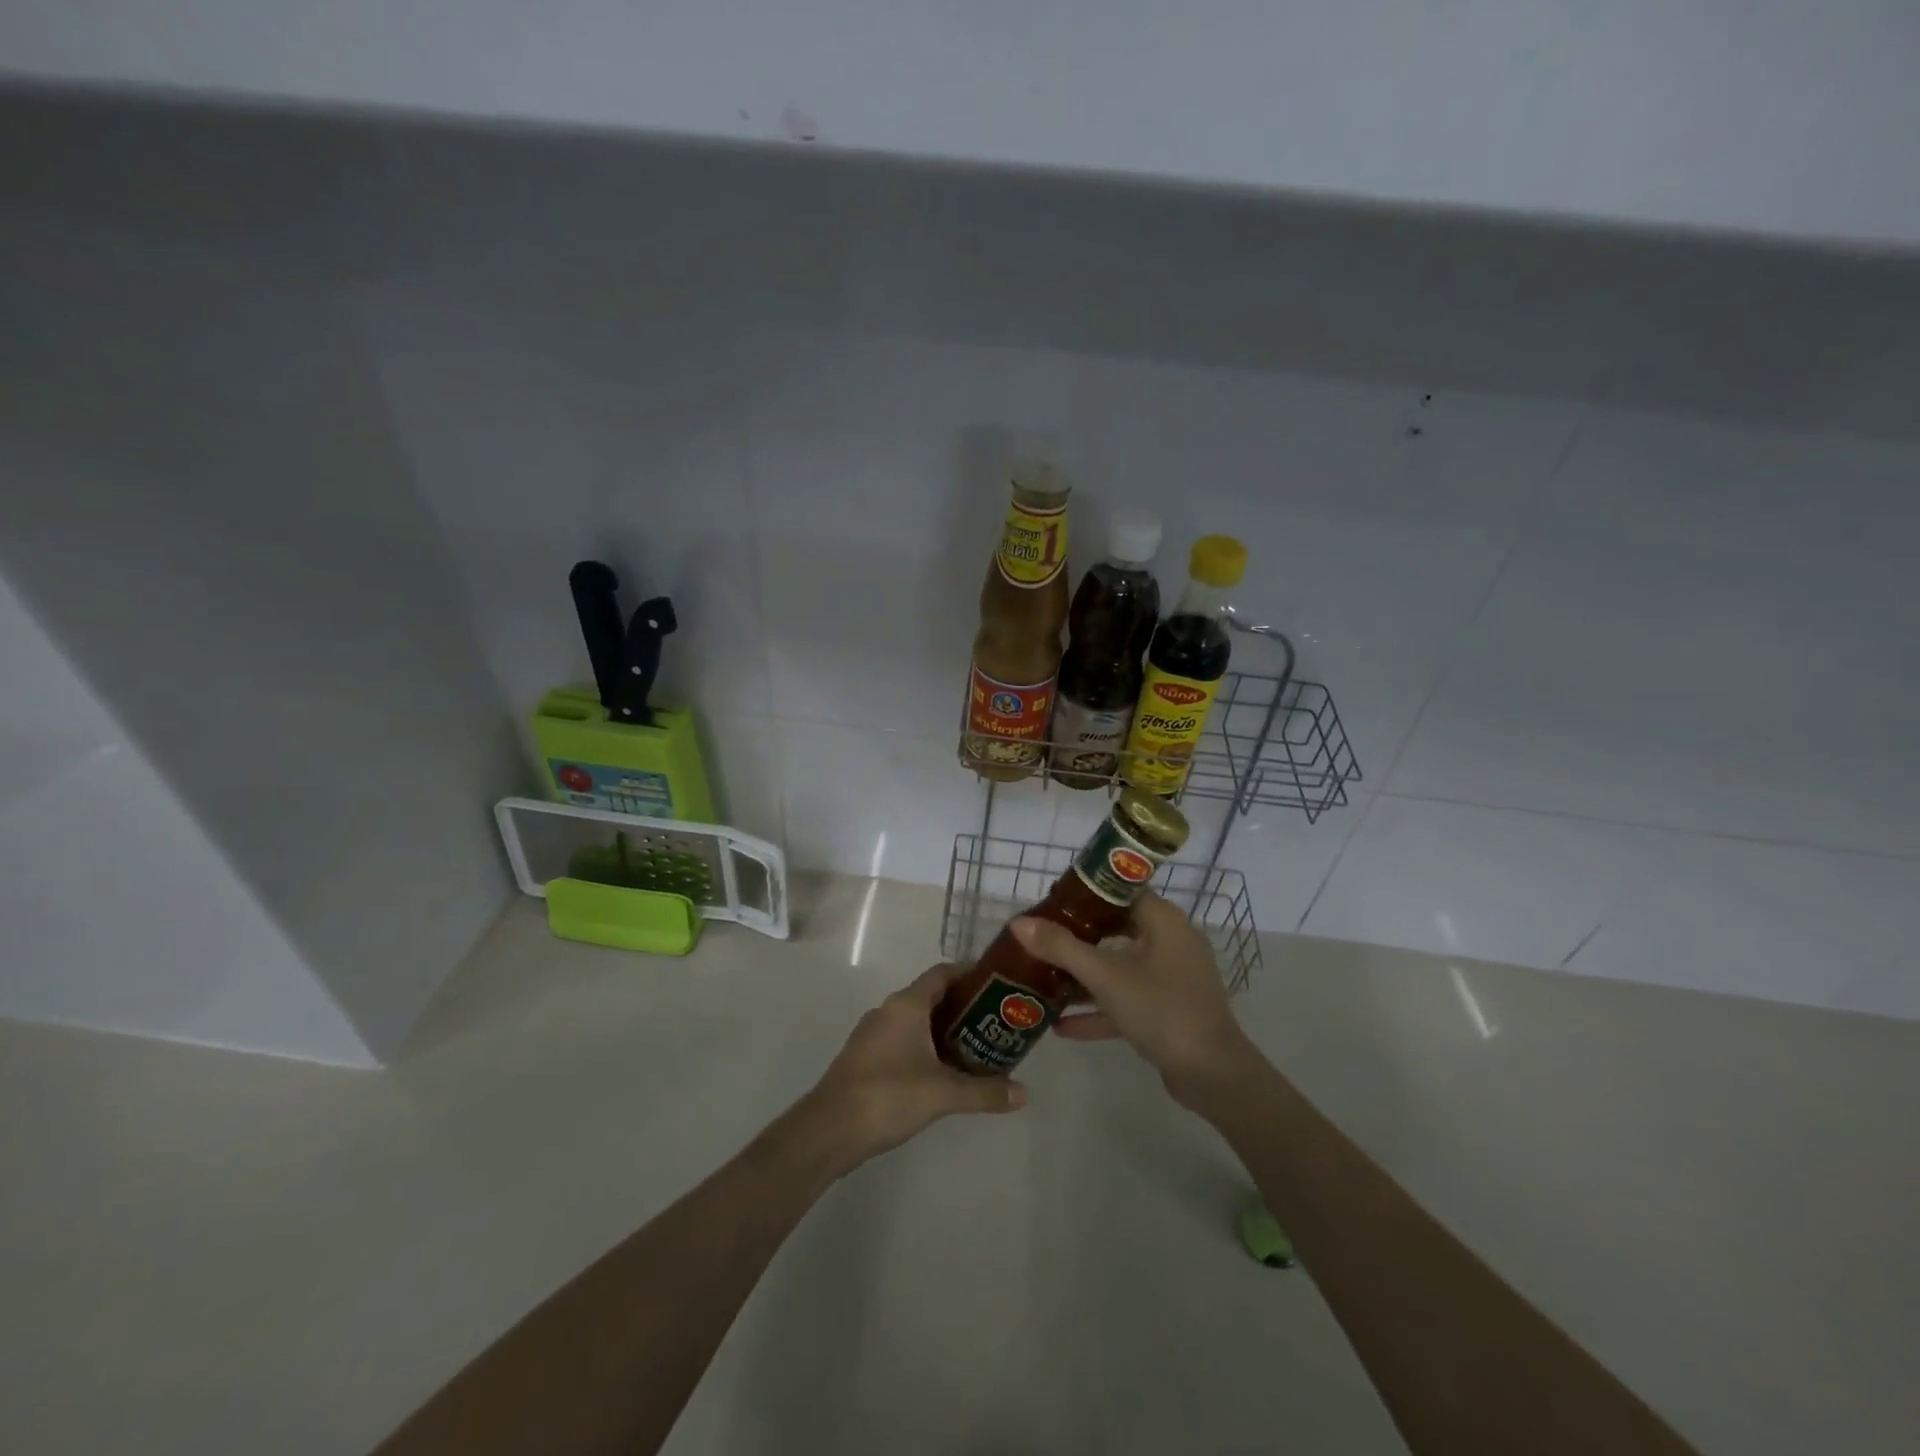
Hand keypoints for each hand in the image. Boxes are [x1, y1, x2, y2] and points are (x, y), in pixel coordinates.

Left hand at [794, 964, 1027, 1176]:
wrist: (829, 1130)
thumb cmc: (888, 1096)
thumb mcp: (944, 1094)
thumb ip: (986, 1092)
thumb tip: (1025, 1094)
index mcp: (906, 1004)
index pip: (942, 973)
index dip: (969, 974)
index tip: (997, 986)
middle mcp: (888, 1010)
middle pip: (931, 996)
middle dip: (963, 1007)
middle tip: (995, 1023)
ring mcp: (873, 1033)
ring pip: (916, 1020)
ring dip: (943, 1029)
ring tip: (976, 1048)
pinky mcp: (865, 1056)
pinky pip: (902, 1039)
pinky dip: (925, 1046)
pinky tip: (942, 1072)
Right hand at [1010, 889, 1258, 1102]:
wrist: (1213, 1075)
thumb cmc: (1161, 1009)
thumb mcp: (1106, 976)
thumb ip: (1062, 948)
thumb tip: (1018, 923)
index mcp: (1163, 921)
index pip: (1120, 892)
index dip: (1085, 894)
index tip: (1051, 902)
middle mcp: (1170, 941)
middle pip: (1116, 928)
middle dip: (1078, 937)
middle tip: (1041, 939)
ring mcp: (1171, 978)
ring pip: (1120, 966)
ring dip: (1084, 975)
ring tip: (1043, 979)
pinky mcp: (1168, 1010)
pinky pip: (1127, 999)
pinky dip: (1099, 1008)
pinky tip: (1061, 1026)